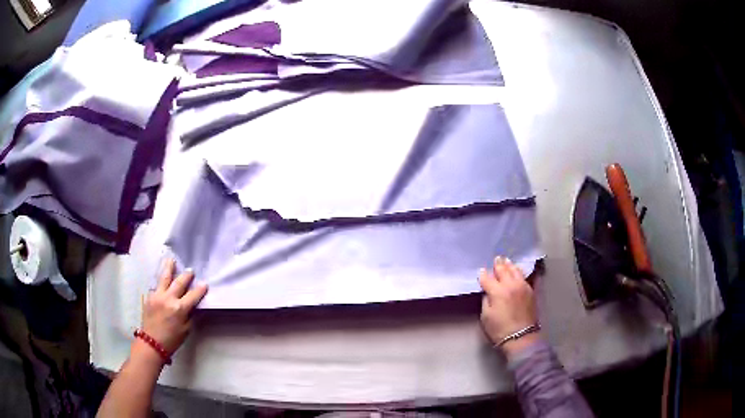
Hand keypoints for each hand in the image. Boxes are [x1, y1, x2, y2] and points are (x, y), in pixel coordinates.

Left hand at [141, 259, 208, 355]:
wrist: (151, 343)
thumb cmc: (172, 339)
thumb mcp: (186, 330)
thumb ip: (189, 315)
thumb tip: (193, 305)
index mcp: (179, 309)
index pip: (193, 295)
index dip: (200, 289)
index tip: (205, 283)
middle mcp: (168, 298)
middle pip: (179, 282)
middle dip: (186, 276)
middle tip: (191, 270)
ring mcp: (157, 296)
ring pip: (164, 277)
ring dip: (169, 267)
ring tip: (171, 259)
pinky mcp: (149, 296)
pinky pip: (156, 285)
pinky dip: (160, 281)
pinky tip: (161, 278)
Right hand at [479, 257, 539, 357]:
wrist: (521, 337)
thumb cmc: (500, 329)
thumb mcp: (486, 316)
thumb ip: (486, 300)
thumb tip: (488, 292)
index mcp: (497, 291)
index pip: (487, 278)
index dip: (483, 275)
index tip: (480, 271)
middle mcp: (510, 285)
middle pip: (503, 270)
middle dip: (498, 264)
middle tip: (496, 258)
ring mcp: (522, 286)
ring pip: (515, 270)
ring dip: (510, 265)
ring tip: (506, 261)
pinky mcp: (530, 291)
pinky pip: (524, 276)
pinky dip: (519, 271)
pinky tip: (517, 271)